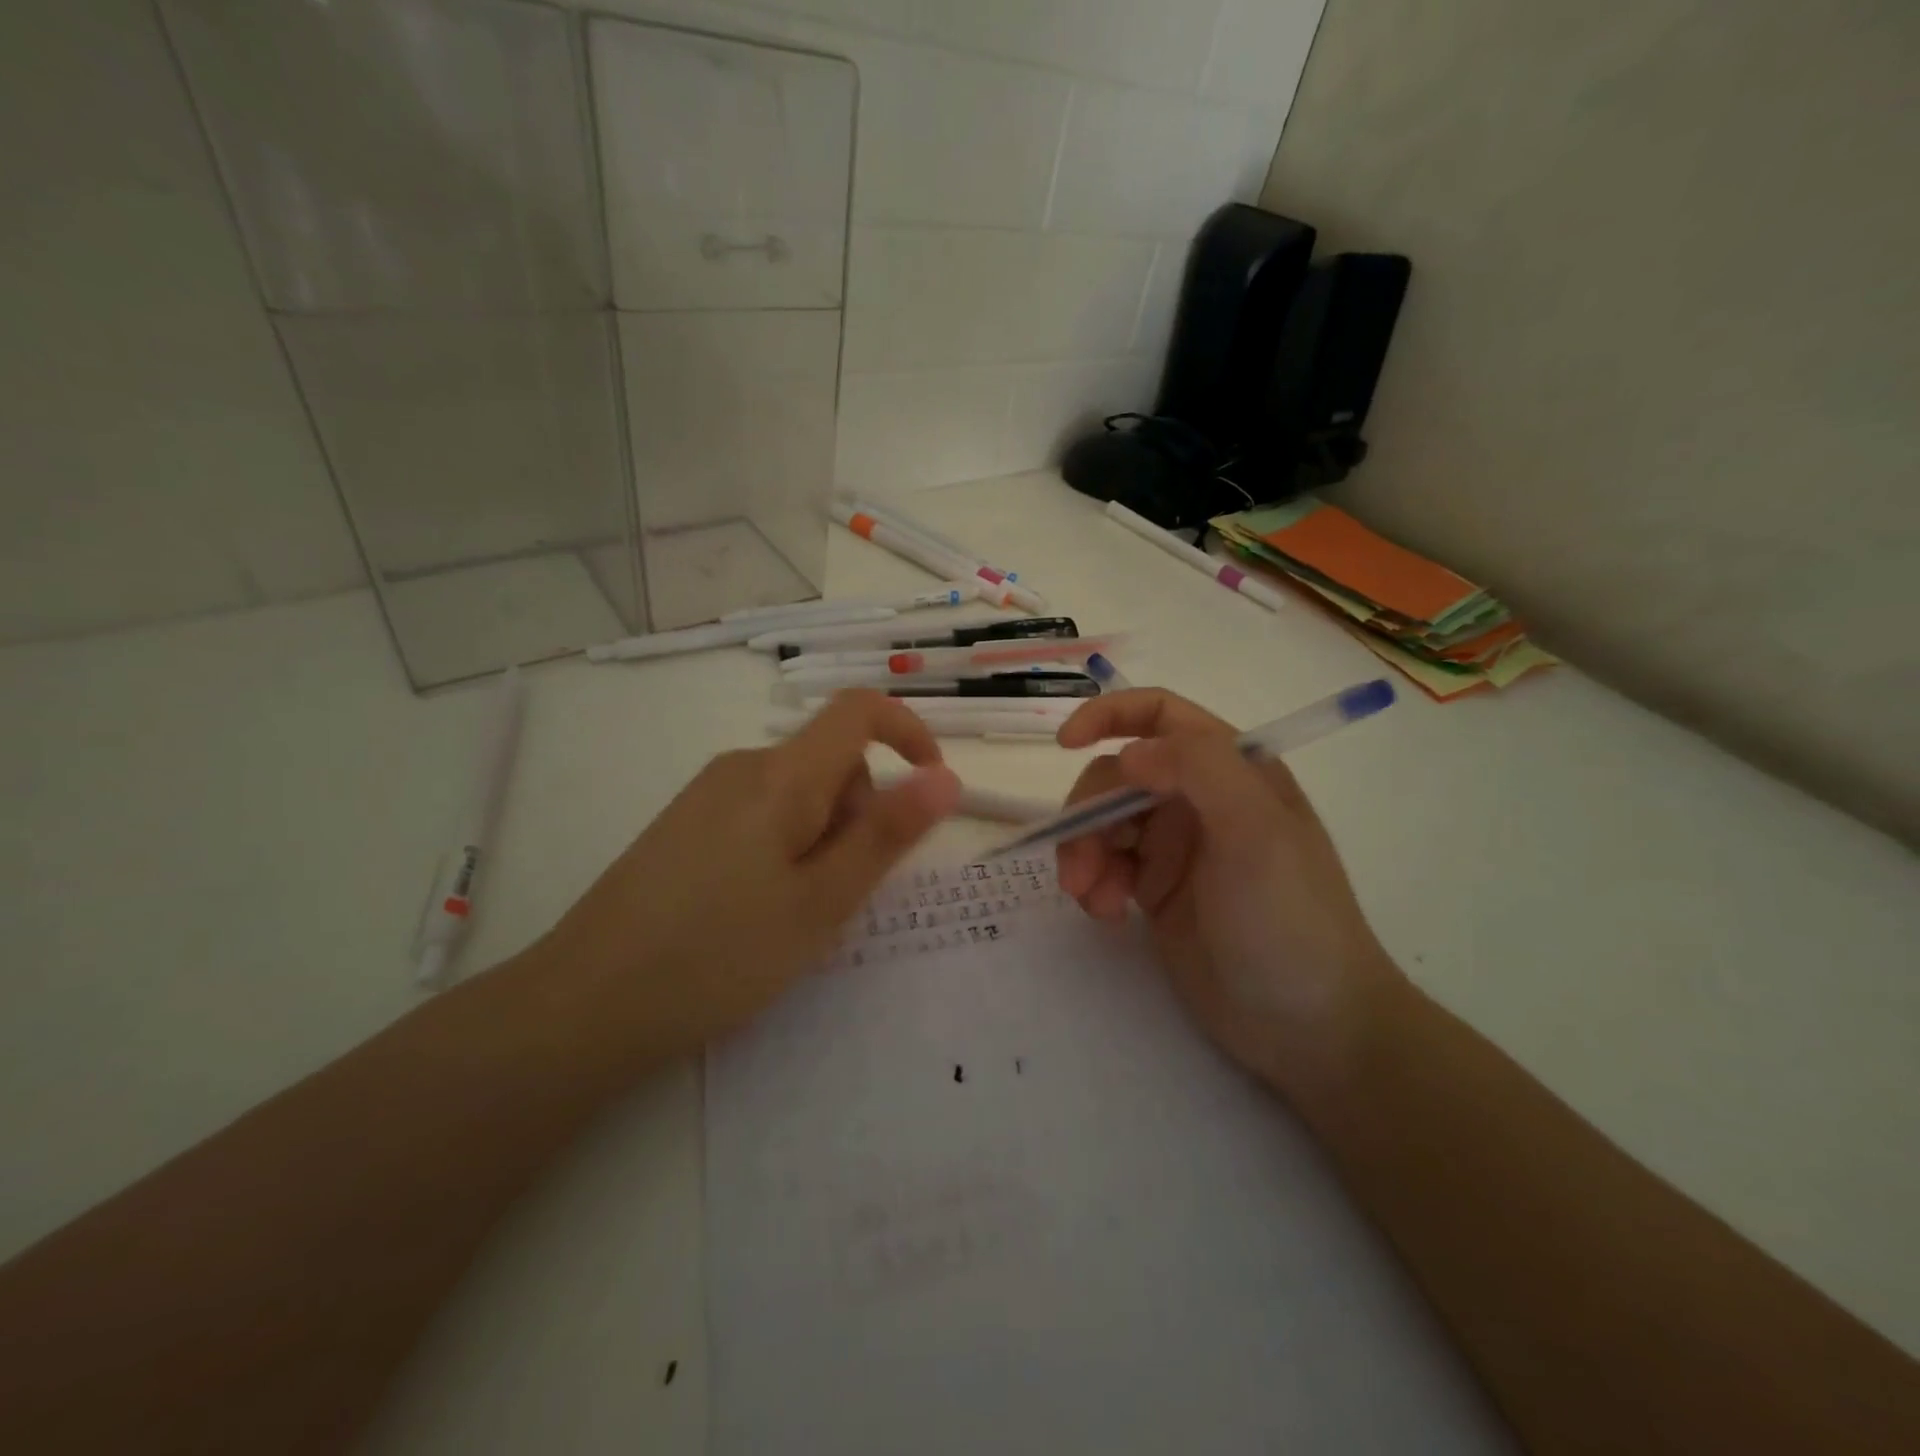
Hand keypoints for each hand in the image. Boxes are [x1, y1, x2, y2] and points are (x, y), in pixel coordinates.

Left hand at [536, 691, 960, 1071]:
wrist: (586, 1003)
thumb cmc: (720, 953)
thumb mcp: (822, 900)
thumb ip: (887, 834)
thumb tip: (945, 778)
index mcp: (781, 774)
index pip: (858, 710)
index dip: (908, 733)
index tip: (931, 788)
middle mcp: (742, 767)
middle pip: (831, 760)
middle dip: (860, 812)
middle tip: (841, 893)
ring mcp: (706, 795)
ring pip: (797, 792)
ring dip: (822, 836)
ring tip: (796, 912)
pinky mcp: (684, 824)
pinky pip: (760, 813)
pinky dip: (786, 846)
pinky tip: (755, 909)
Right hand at [1055, 689, 1400, 1095]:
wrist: (1309, 1027)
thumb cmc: (1291, 920)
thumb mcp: (1256, 833)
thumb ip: (1198, 771)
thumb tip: (1129, 754)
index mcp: (1232, 770)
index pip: (1160, 715)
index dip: (1109, 715)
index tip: (1063, 744)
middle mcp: (1199, 799)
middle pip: (1117, 777)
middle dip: (1088, 814)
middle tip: (1079, 865)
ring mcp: (1177, 847)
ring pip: (1103, 823)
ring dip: (1084, 853)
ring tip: (1089, 898)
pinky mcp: (1158, 890)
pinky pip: (1107, 866)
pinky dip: (1094, 884)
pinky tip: (1106, 915)